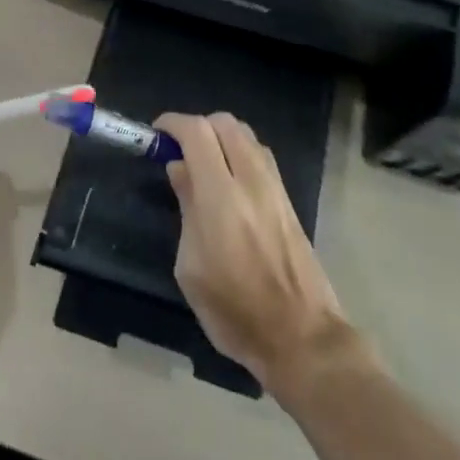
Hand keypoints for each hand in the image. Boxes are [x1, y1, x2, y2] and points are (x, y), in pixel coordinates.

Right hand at [156, 111, 354, 394]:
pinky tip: (230, 179)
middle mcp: (251, 181)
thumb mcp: (191, 267)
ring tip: (204, 162)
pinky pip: (261, 155)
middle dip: (198, 125)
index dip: (173, 123)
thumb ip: (186, 208)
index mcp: (221, 196)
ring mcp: (275, 188)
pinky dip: (240, 150)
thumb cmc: (235, 311)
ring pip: (247, 135)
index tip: (157, 132)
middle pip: (225, 123)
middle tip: (179, 148)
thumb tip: (180, 168)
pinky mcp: (288, 200)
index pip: (197, 132)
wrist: (302, 337)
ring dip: (221, 136)